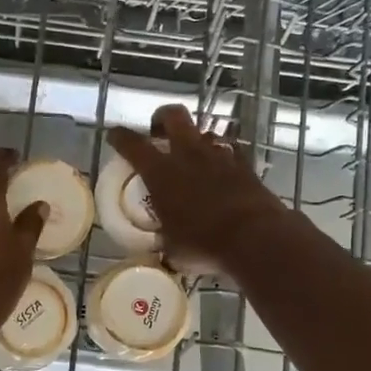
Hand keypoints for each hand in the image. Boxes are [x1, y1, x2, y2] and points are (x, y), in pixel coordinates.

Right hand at [107, 105, 286, 274]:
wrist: (256, 237)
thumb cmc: (204, 243)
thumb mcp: (173, 249)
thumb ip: (166, 243)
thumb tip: (166, 254)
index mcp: (161, 172)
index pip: (132, 144)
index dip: (120, 137)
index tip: (114, 136)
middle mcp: (188, 154)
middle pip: (173, 116)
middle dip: (161, 118)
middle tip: (158, 133)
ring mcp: (219, 155)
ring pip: (204, 132)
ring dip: (195, 140)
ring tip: (193, 157)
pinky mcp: (245, 164)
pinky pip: (228, 152)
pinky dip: (221, 158)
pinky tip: (221, 173)